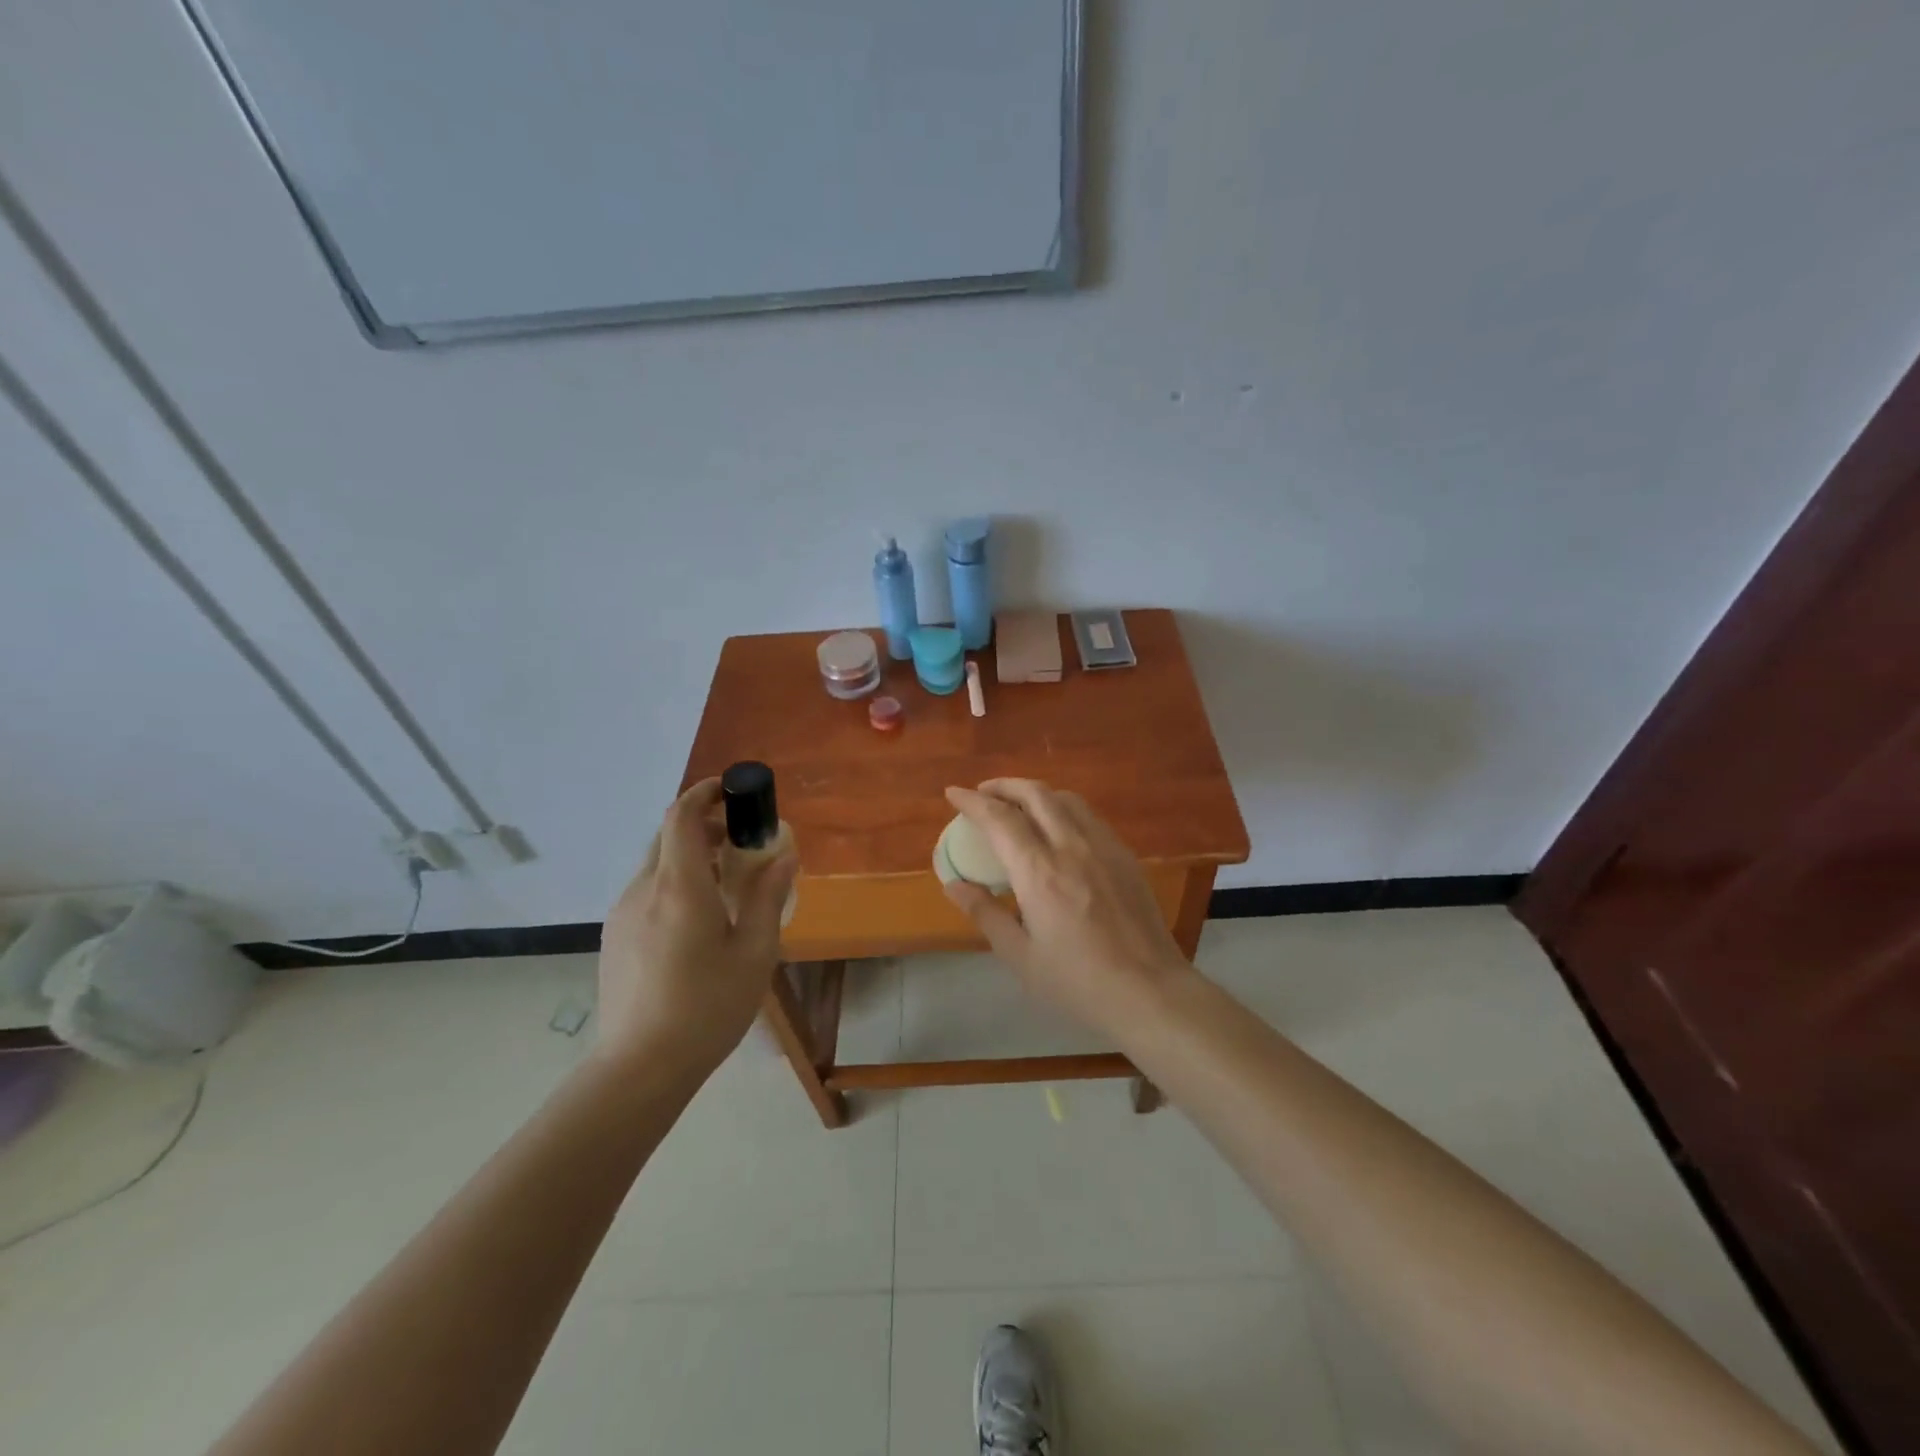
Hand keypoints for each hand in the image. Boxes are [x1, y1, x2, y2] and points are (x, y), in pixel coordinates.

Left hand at [596, 778, 797, 1075]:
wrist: (640, 1067)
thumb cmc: (707, 1006)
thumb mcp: (755, 952)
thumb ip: (768, 898)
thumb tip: (784, 856)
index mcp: (680, 886)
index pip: (681, 816)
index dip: (704, 793)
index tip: (731, 790)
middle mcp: (643, 889)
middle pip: (668, 836)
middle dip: (704, 826)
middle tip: (742, 843)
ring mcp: (622, 913)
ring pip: (656, 865)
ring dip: (690, 858)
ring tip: (725, 887)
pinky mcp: (614, 937)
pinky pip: (646, 892)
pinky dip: (673, 884)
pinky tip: (696, 922)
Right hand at [942, 779, 1197, 1036]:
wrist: (1149, 991)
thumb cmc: (1078, 982)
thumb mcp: (1021, 956)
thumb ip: (986, 914)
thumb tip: (954, 885)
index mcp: (1039, 872)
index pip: (999, 819)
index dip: (972, 801)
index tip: (953, 792)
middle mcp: (1071, 847)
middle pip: (1035, 794)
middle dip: (1004, 786)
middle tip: (984, 793)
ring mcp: (1104, 847)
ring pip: (1066, 799)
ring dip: (1036, 793)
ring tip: (1019, 805)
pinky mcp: (1125, 856)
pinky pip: (1089, 816)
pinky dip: (1063, 809)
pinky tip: (1058, 829)